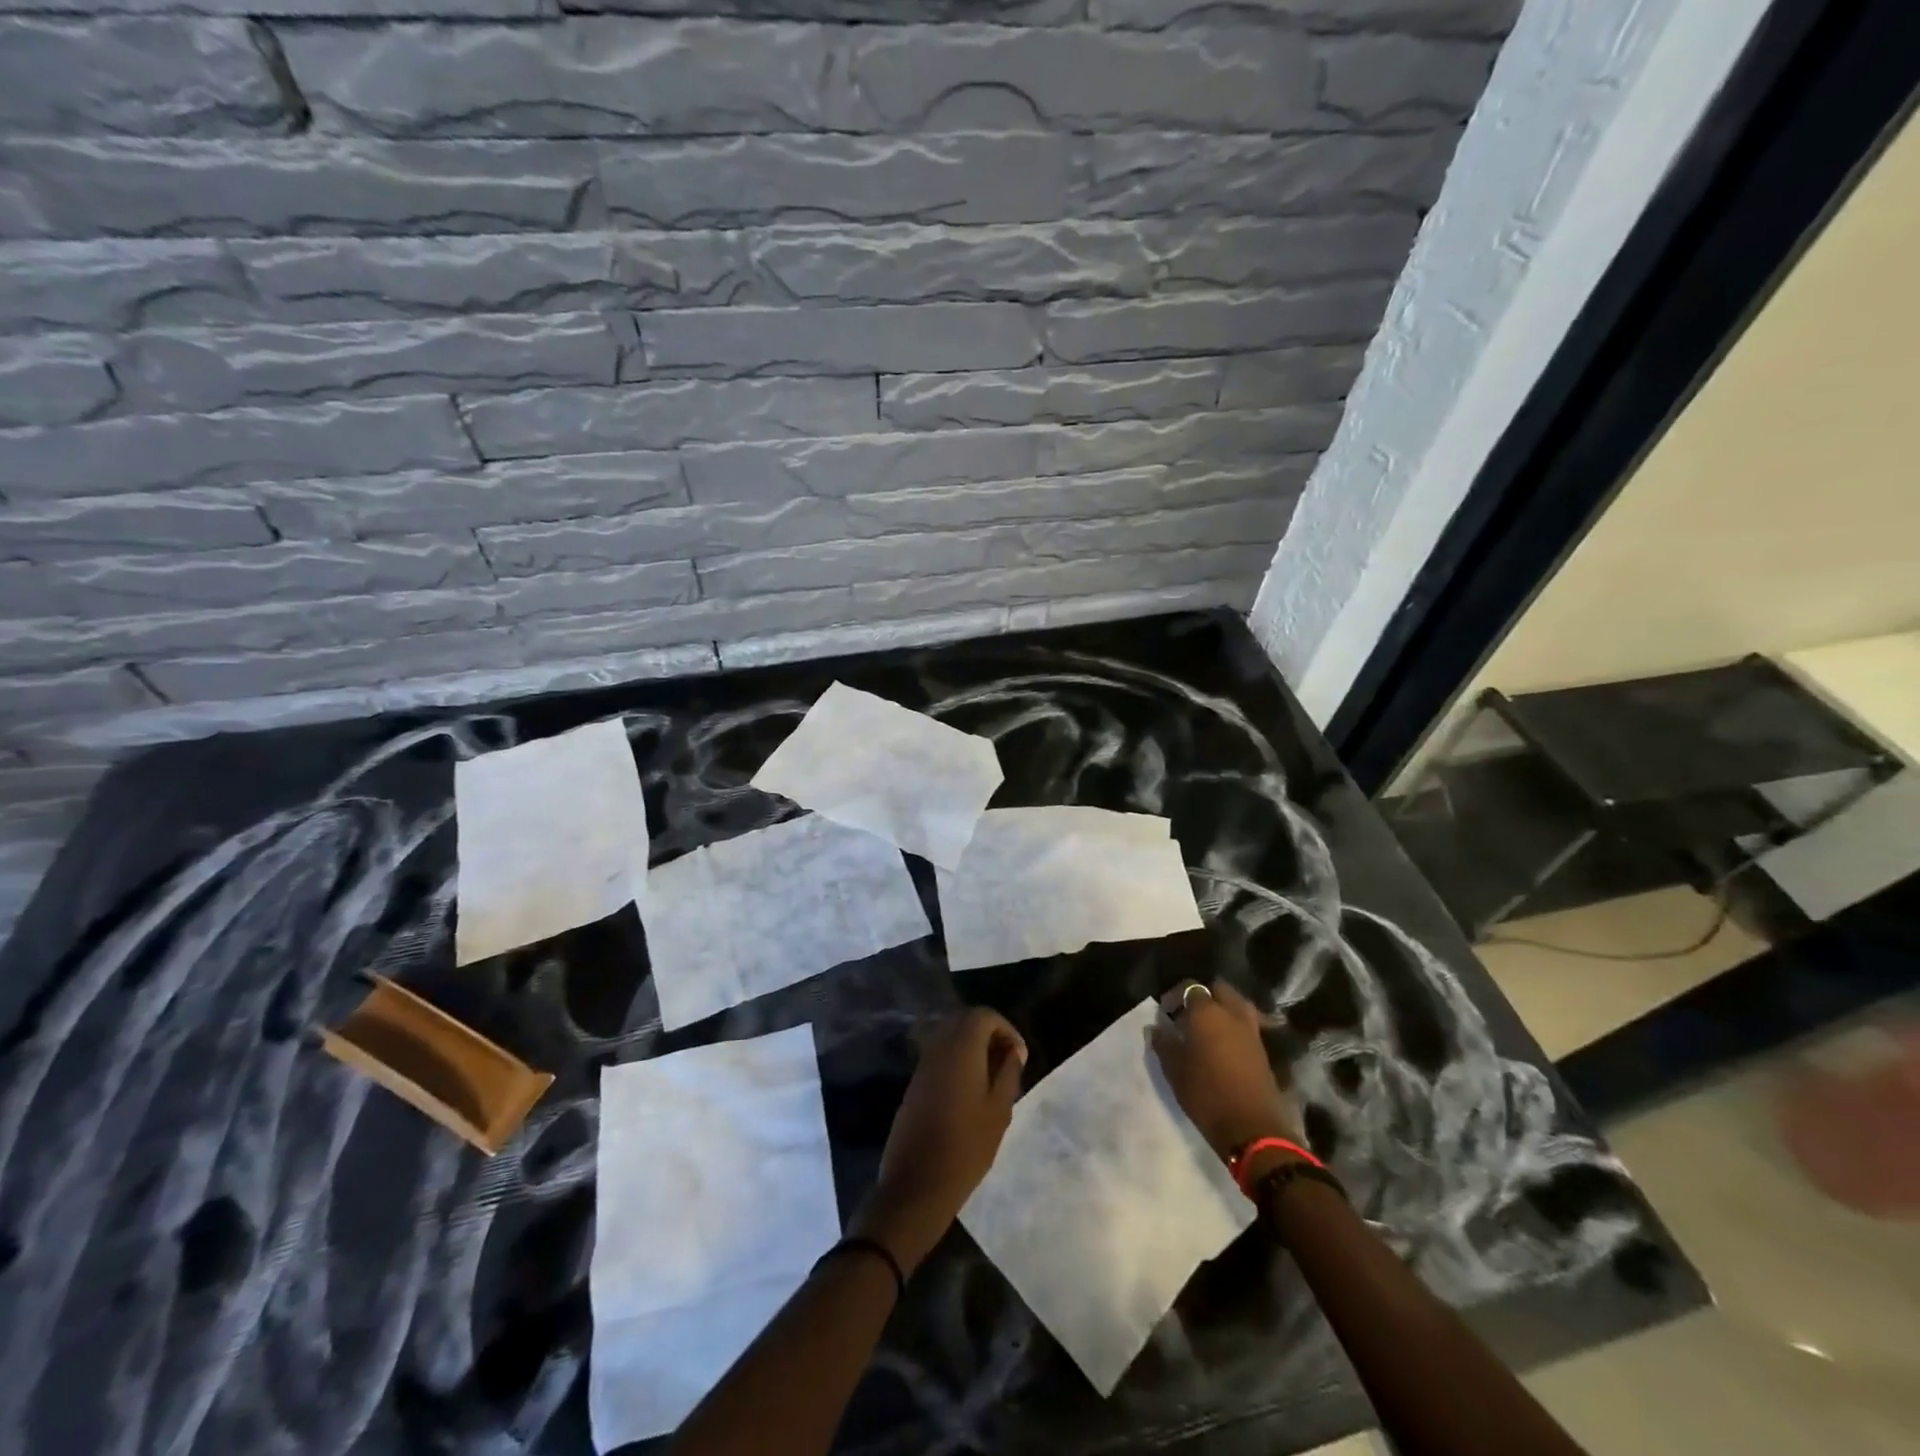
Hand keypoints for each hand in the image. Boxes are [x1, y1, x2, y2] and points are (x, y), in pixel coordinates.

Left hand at [854, 1008, 1026, 1272]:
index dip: (1006, 1029)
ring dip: (973, 1048)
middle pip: (965, 1021)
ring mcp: (923, 1064)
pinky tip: (971, 1091)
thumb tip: (1013, 1051)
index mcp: (960, 1048)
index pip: (983, 1015)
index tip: (1019, 1057)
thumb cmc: (966, 1147)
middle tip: (1008, 1063)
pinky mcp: (915, 1082)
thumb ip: (1008, 1073)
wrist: (916, 1183)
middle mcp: (938, 1047)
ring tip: (993, 1079)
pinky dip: (958, 1061)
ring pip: (951, 1038)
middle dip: (989, 1034)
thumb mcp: (999, 1111)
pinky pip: (940, 1056)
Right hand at [1151, 981, 1305, 1164]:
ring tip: (1208, 1029)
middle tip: (1188, 1016)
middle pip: (1219, 989)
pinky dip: (1235, 1026)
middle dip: (1204, 997)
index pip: (1190, 987)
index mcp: (1207, 1012)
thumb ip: (1163, 1043)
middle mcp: (1232, 1014)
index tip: (1165, 1012)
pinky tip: (1223, 1045)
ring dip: (1223, 1010)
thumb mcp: (1175, 1070)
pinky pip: (1247, 1025)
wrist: (1253, 1129)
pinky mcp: (1263, 1049)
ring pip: (1237, 1005)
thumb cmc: (1206, 1094)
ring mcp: (1252, 1030)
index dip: (1175, 996)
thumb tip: (1155, 1027)